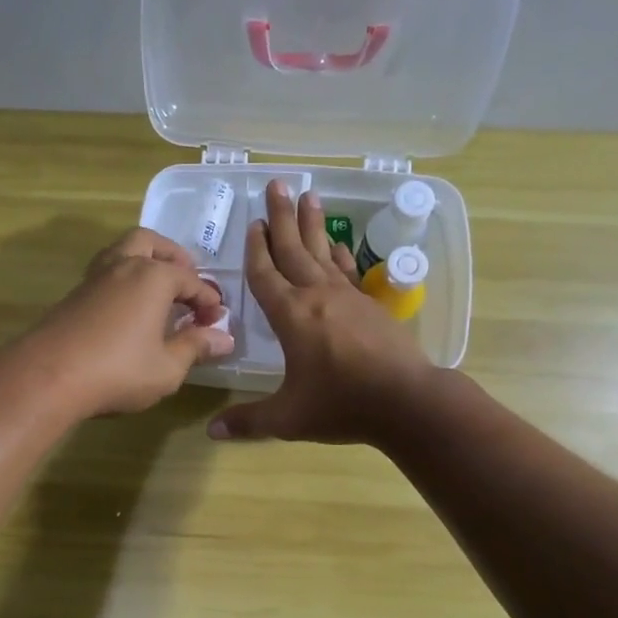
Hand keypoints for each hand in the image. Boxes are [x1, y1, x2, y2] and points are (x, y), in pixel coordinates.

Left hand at [2, 227, 232, 419]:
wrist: (48, 376)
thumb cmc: (118, 371)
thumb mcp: (167, 367)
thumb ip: (195, 348)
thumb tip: (223, 338)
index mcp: (153, 277)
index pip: (191, 280)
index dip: (208, 300)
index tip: (216, 321)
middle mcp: (124, 266)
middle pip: (150, 243)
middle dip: (172, 258)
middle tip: (185, 282)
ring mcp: (94, 278)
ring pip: (122, 252)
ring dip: (143, 263)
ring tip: (157, 291)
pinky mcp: (74, 295)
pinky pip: (106, 274)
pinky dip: (123, 280)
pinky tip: (128, 309)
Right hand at [208, 181, 437, 444]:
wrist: (407, 402)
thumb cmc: (342, 405)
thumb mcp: (288, 417)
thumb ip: (248, 422)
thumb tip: (210, 432)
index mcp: (291, 316)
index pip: (265, 275)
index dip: (255, 250)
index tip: (252, 224)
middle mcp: (317, 296)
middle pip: (294, 249)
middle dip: (281, 218)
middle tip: (277, 185)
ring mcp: (348, 297)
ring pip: (324, 252)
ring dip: (313, 225)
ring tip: (309, 196)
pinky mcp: (370, 305)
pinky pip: (349, 270)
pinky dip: (341, 254)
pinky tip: (339, 244)